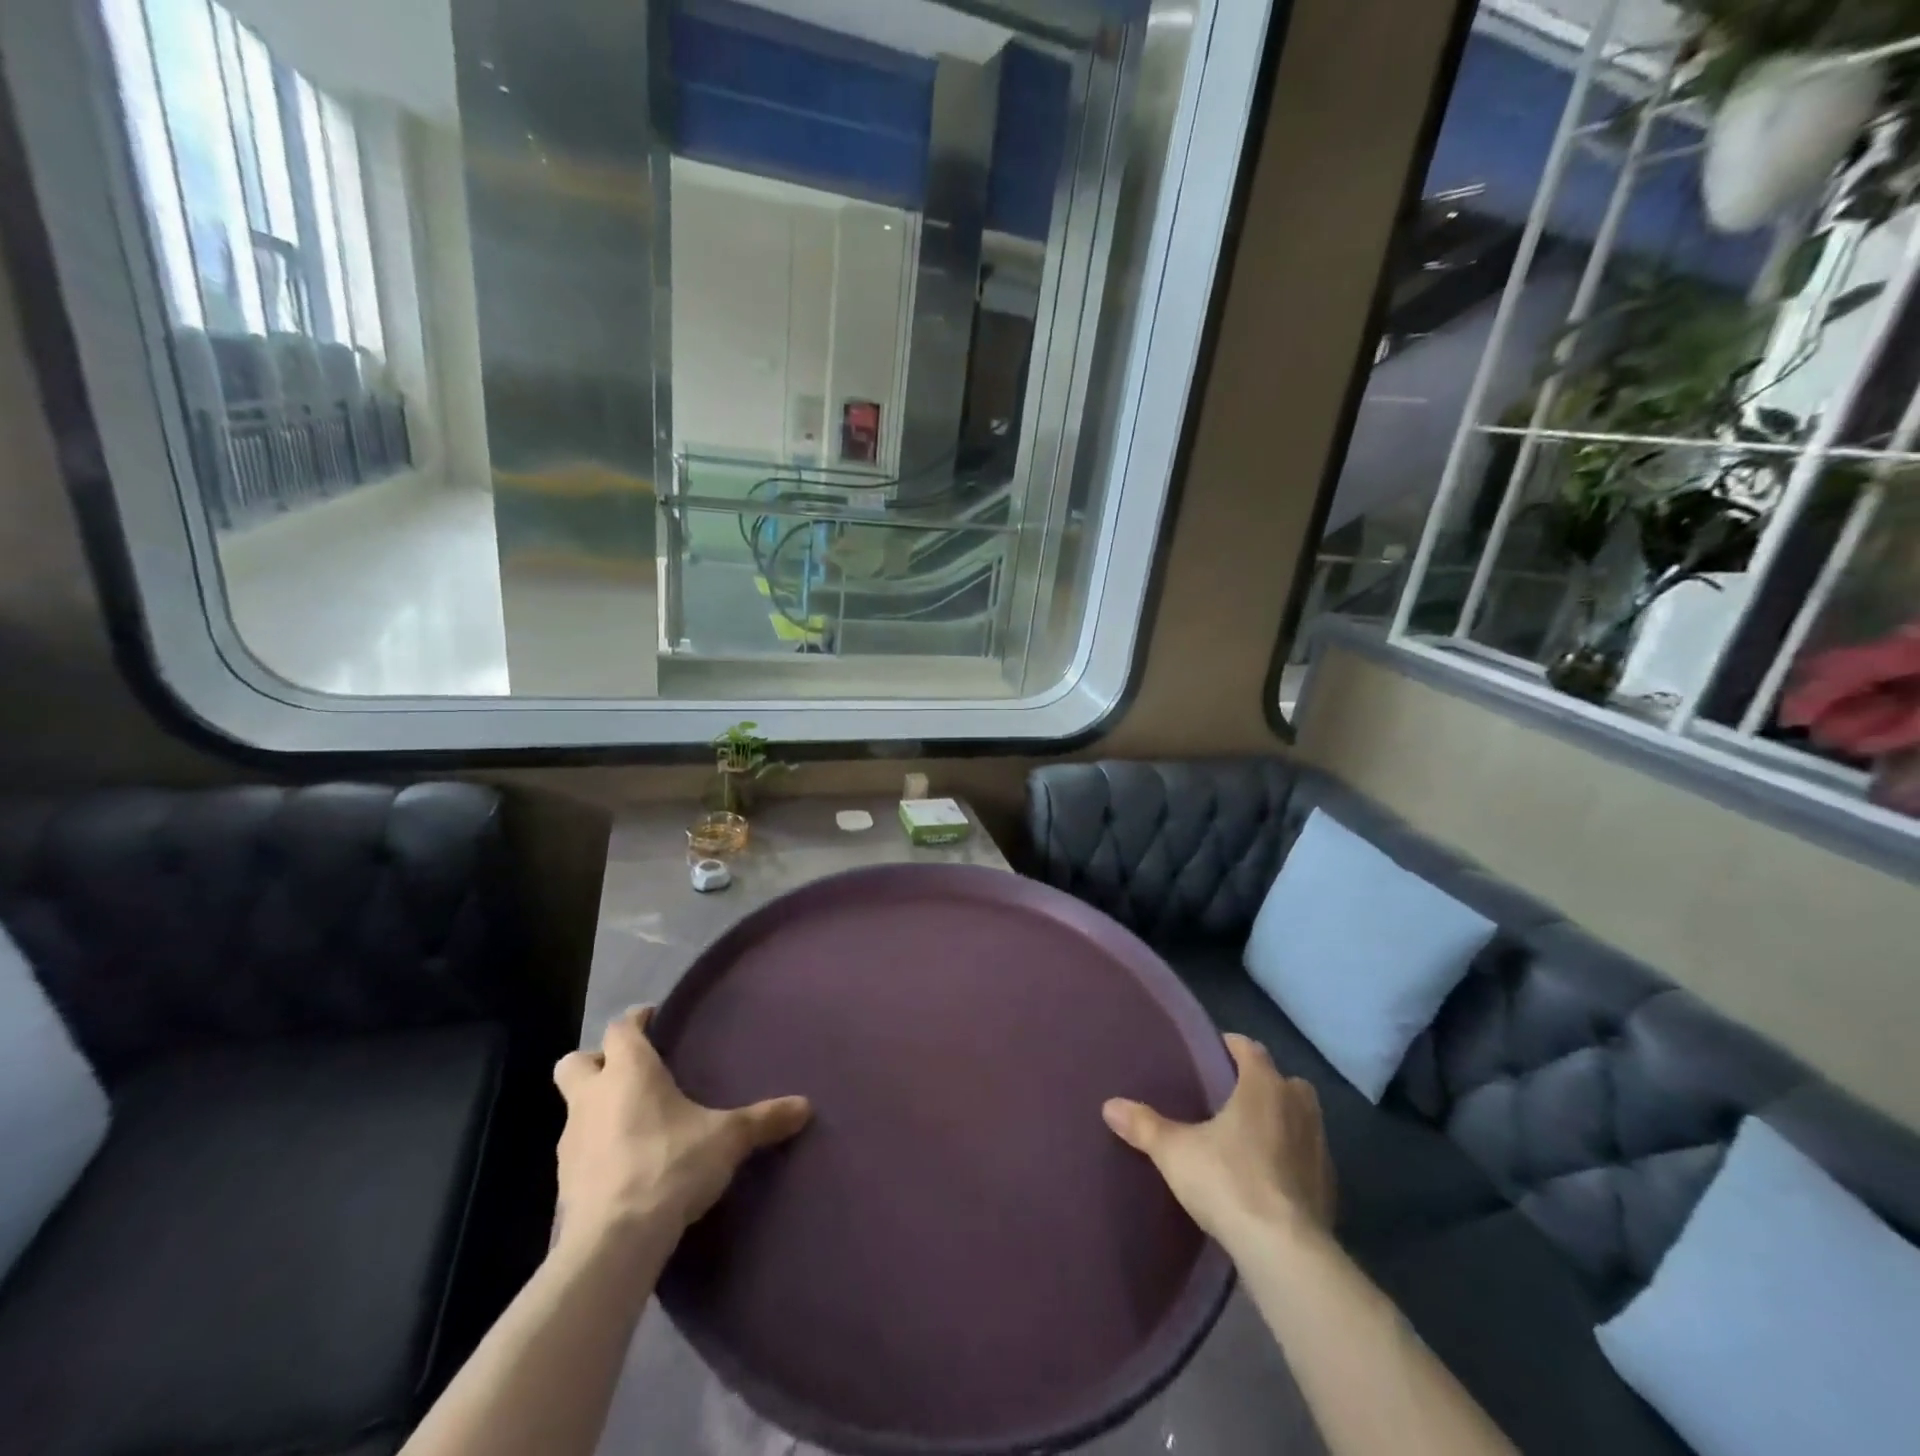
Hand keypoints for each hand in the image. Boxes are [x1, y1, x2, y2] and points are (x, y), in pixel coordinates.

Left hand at [552, 1007, 811, 1250]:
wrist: (614, 1243)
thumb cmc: (670, 1165)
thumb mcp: (727, 1139)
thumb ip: (763, 1119)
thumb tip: (805, 1106)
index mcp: (628, 1072)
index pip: (620, 1029)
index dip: (635, 1021)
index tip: (652, 1019)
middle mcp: (592, 1098)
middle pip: (575, 1063)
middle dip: (597, 1062)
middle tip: (630, 1072)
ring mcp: (570, 1143)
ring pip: (575, 1109)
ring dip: (598, 1109)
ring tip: (636, 1122)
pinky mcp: (564, 1184)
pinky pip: (579, 1152)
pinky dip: (597, 1150)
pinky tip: (627, 1165)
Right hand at [1103, 1033, 1335, 1251]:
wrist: (1285, 1252)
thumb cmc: (1228, 1181)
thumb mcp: (1174, 1151)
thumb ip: (1144, 1125)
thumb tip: (1109, 1105)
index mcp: (1264, 1086)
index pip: (1251, 1049)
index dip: (1233, 1046)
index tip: (1215, 1050)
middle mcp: (1298, 1107)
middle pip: (1286, 1081)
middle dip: (1265, 1084)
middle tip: (1234, 1097)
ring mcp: (1320, 1148)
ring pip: (1303, 1118)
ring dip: (1284, 1121)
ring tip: (1252, 1137)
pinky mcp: (1331, 1188)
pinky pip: (1310, 1158)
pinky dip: (1294, 1159)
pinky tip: (1271, 1178)